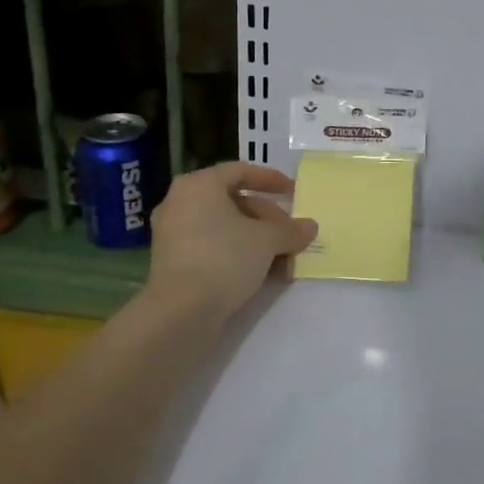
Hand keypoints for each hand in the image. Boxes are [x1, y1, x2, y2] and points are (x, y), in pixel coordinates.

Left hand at [146, 163, 317, 320]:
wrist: (181, 311)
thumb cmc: (225, 258)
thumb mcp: (267, 240)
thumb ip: (291, 230)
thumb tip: (310, 227)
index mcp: (199, 185)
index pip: (240, 171)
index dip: (270, 179)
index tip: (293, 192)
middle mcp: (180, 203)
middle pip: (232, 201)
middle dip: (266, 217)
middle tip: (290, 232)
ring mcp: (173, 234)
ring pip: (223, 227)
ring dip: (255, 239)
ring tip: (282, 256)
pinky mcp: (173, 263)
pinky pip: (211, 247)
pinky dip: (236, 253)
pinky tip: (262, 273)